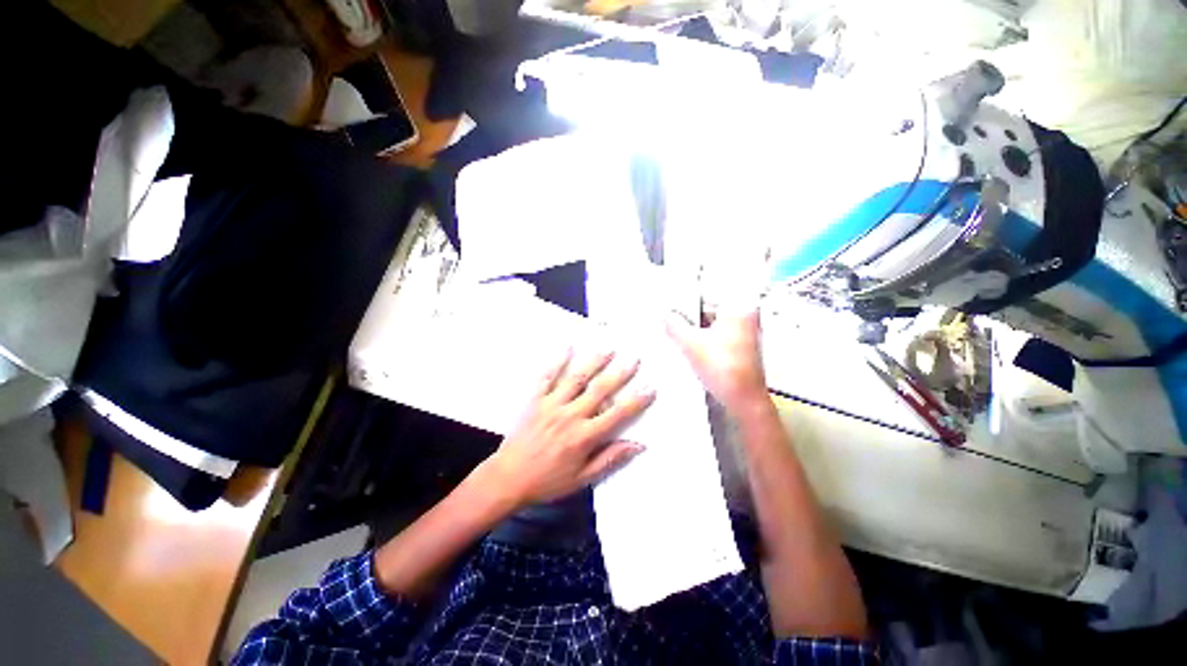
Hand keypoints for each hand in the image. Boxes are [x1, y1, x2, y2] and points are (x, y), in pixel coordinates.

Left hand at [480, 350, 655, 509]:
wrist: (508, 478)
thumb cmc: (548, 481)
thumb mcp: (582, 479)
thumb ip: (610, 459)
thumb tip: (638, 445)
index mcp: (584, 436)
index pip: (617, 414)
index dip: (636, 401)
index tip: (650, 387)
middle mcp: (571, 415)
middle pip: (600, 390)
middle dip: (620, 373)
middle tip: (634, 359)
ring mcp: (552, 404)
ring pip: (577, 378)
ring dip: (594, 362)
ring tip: (608, 349)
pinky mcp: (535, 400)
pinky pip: (547, 377)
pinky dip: (557, 361)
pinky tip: (567, 347)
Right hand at [666, 309, 769, 414]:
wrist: (743, 400)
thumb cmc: (728, 373)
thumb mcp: (691, 345)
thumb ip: (674, 326)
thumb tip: (665, 316)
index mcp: (740, 309)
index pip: (707, 294)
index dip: (685, 299)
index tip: (670, 304)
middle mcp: (746, 316)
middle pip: (709, 308)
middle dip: (689, 316)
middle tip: (671, 320)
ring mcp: (744, 331)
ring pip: (711, 322)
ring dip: (695, 328)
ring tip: (680, 336)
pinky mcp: (739, 344)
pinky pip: (716, 334)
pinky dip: (703, 338)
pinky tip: (690, 346)